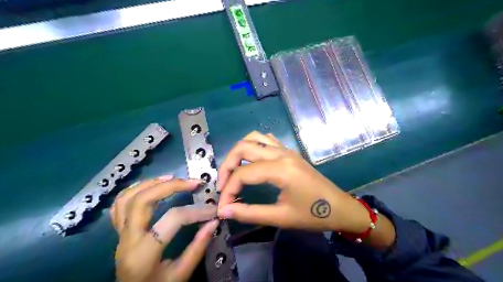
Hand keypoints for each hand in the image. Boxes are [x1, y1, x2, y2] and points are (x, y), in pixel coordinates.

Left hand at [110, 176, 218, 281]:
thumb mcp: (181, 275)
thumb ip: (198, 247)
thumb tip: (213, 221)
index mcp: (143, 254)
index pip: (173, 219)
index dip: (196, 211)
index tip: (213, 209)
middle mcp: (127, 240)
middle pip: (142, 201)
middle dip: (170, 186)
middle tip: (192, 182)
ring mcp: (119, 235)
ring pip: (127, 198)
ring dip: (150, 183)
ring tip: (172, 178)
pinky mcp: (118, 232)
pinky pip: (119, 205)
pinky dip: (135, 190)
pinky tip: (151, 186)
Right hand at [215, 132, 367, 232]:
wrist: (340, 208)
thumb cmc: (313, 215)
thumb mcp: (281, 218)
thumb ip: (249, 213)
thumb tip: (224, 211)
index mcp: (280, 169)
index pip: (243, 174)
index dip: (228, 189)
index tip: (223, 207)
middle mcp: (281, 153)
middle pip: (243, 147)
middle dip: (227, 165)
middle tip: (223, 185)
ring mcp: (286, 149)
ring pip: (253, 138)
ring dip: (238, 152)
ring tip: (233, 171)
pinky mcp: (289, 152)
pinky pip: (266, 140)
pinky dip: (252, 146)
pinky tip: (250, 161)